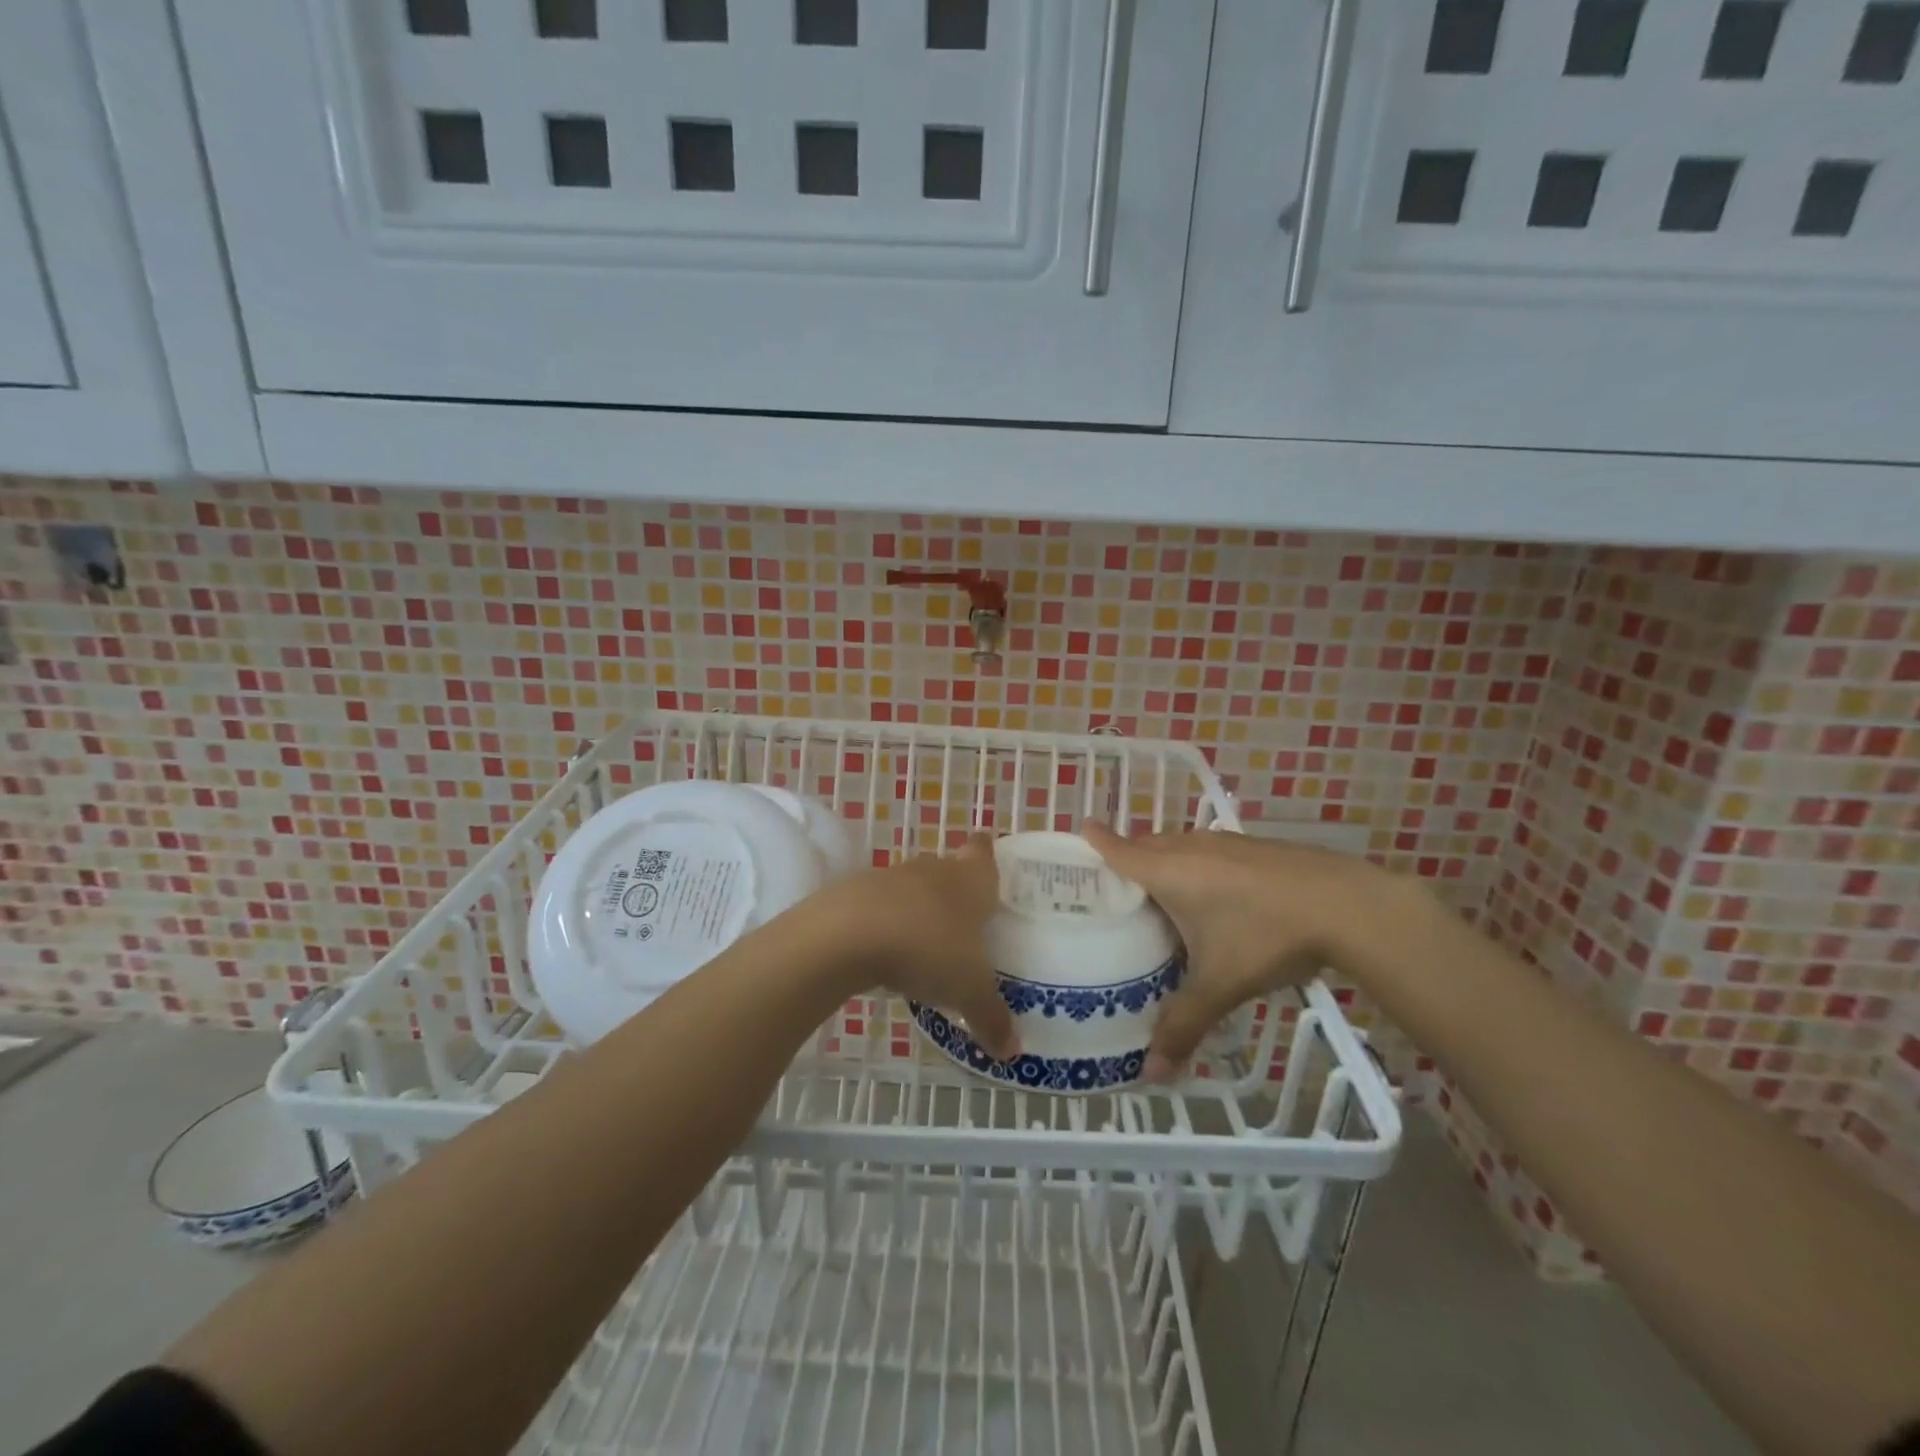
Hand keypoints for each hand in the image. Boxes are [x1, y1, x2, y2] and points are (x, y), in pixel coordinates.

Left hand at [824, 834, 1019, 1060]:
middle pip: (949, 871)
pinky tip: (887, 955)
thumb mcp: (969, 991)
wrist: (848, 934)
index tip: (990, 861)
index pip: (983, 853)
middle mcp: (933, 870)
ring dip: (919, 910)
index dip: (988, 854)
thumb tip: (1013, 1052)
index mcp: (970, 879)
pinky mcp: (855, 894)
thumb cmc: (928, 948)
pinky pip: (880, 908)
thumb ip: (992, 1018)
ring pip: (913, 889)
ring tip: (927, 946)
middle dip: (955, 892)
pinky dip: (886, 926)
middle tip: (967, 923)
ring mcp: (891, 878)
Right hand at [1081, 823, 1402, 1081]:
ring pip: (1179, 844)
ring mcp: (1226, 843)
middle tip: (1112, 884)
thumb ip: (1183, 1025)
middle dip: (1127, 855)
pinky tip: (1215, 894)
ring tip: (1159, 892)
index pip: (1119, 850)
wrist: (1346, 905)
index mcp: (1169, 873)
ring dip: (1163, 859)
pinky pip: (1208, 849)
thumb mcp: (1220, 985)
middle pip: (1146, 844)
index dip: (1096, 841)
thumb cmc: (1267, 936)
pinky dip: (1196, 863)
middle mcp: (1191, 848)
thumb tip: (1151, 1073)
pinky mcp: (1255, 847)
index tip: (1078, 833)